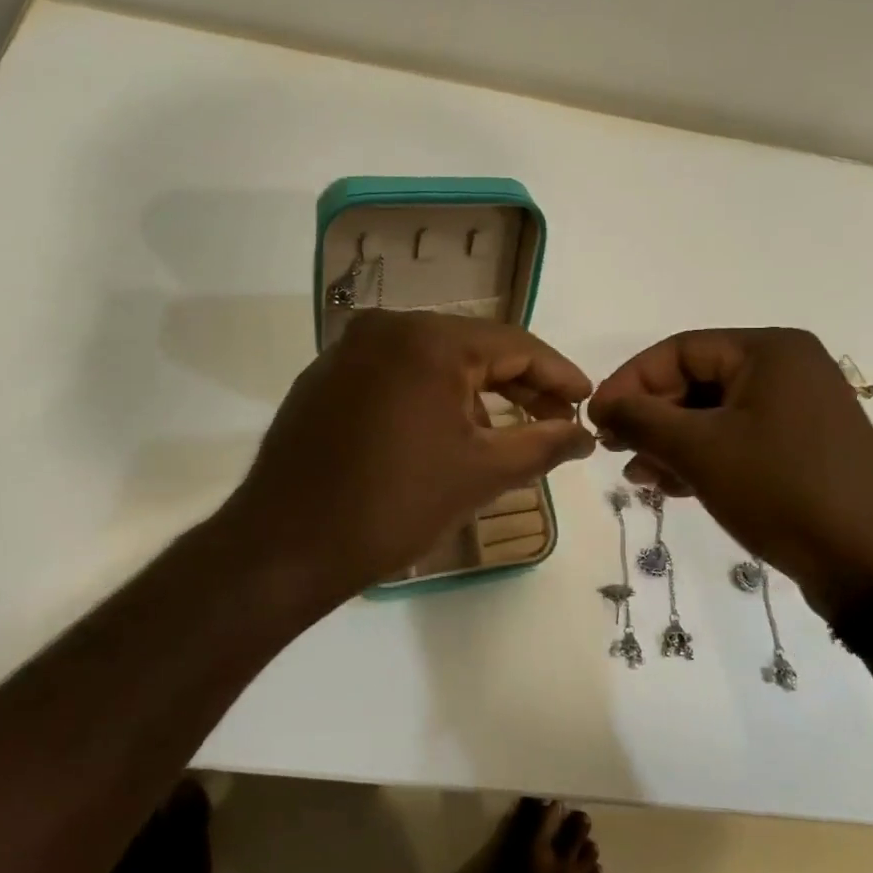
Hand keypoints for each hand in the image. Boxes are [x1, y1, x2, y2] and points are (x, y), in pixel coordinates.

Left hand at [216, 311, 594, 610]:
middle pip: (472, 348)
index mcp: (428, 339)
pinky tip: (448, 432)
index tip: (587, 399)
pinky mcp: (326, 377)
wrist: (286, 545)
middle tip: (557, 418)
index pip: (514, 344)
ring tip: (508, 432)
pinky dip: (430, 396)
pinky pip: (396, 374)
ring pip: (432, 361)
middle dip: (519, 385)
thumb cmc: (394, 505)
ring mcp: (349, 350)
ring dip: (475, 393)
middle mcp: (386, 327)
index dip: (557, 373)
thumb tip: (585, 433)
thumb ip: (544, 444)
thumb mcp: (481, 474)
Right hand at [588, 328, 872, 616]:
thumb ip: (641, 419)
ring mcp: (798, 410)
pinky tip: (673, 487)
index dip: (630, 382)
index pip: (678, 350)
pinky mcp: (801, 448)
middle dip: (651, 417)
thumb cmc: (780, 489)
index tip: (596, 419)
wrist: (872, 563)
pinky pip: (737, 439)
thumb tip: (601, 404)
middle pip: (695, 381)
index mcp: (769, 351)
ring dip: (670, 443)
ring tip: (639, 478)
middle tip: (615, 450)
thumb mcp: (700, 450)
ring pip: (713, 414)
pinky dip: (702, 458)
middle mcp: (787, 369)